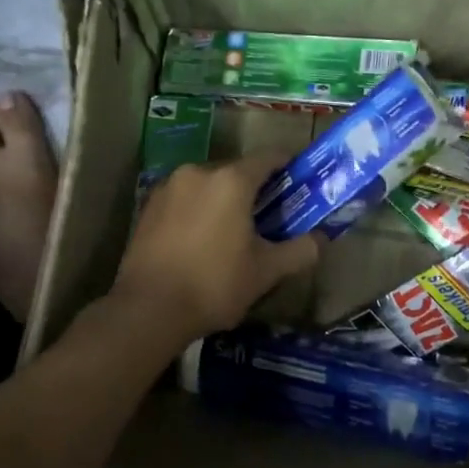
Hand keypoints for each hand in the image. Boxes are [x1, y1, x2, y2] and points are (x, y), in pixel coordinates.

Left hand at [112, 152, 321, 346]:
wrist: (147, 309)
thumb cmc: (214, 285)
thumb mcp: (266, 272)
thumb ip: (300, 251)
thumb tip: (321, 239)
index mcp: (231, 180)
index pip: (269, 158)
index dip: (288, 166)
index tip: (299, 180)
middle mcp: (198, 172)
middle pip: (236, 172)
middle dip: (254, 189)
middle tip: (268, 216)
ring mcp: (168, 187)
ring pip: (207, 185)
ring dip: (222, 200)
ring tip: (231, 232)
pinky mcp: (147, 206)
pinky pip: (183, 199)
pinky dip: (197, 211)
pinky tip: (199, 240)